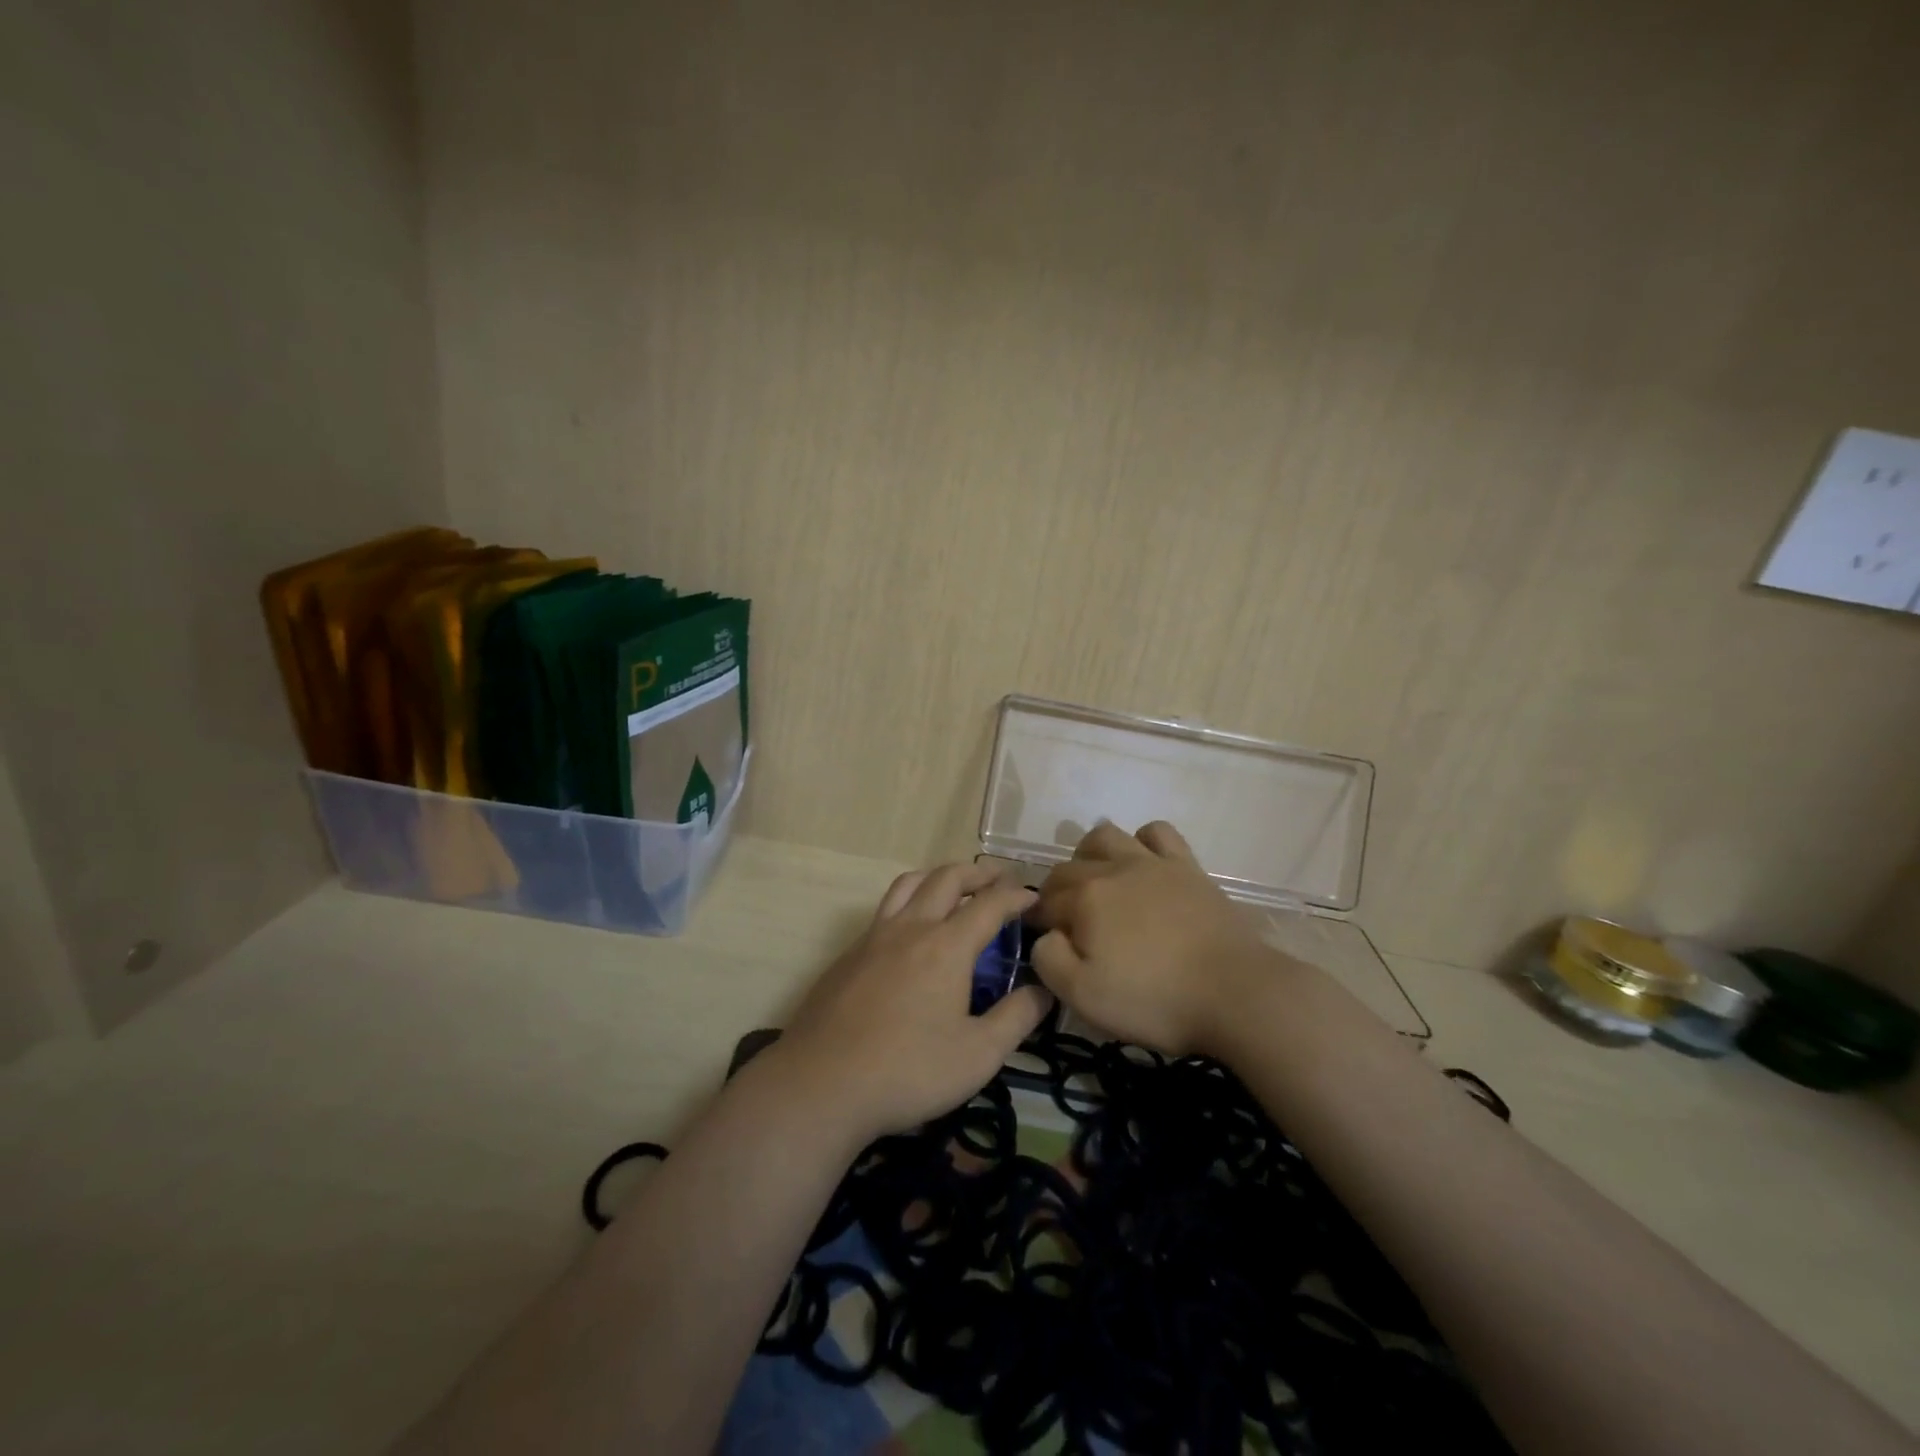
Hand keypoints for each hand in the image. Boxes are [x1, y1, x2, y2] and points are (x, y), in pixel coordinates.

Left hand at [770, 862, 1052, 1144]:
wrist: (821, 1085)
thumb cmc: (908, 1071)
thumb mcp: (979, 1055)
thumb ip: (1017, 1018)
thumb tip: (1044, 989)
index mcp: (946, 946)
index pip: (990, 903)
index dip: (1017, 895)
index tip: (1034, 898)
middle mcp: (910, 927)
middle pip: (947, 878)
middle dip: (980, 874)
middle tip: (1000, 881)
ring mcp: (874, 937)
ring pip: (909, 884)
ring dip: (939, 877)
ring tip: (955, 889)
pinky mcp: (849, 954)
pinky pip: (885, 909)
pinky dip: (910, 902)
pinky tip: (912, 933)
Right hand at [1030, 821, 1275, 1056]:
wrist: (1235, 993)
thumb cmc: (1155, 1000)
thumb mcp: (1084, 996)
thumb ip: (1049, 960)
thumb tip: (1046, 936)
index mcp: (1085, 899)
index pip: (1045, 903)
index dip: (1038, 922)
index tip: (1043, 942)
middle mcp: (1113, 869)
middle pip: (1068, 869)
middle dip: (1056, 892)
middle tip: (1066, 924)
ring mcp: (1152, 863)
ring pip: (1105, 837)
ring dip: (1089, 855)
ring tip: (1097, 884)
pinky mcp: (1187, 867)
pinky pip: (1157, 832)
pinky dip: (1142, 841)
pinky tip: (1143, 864)